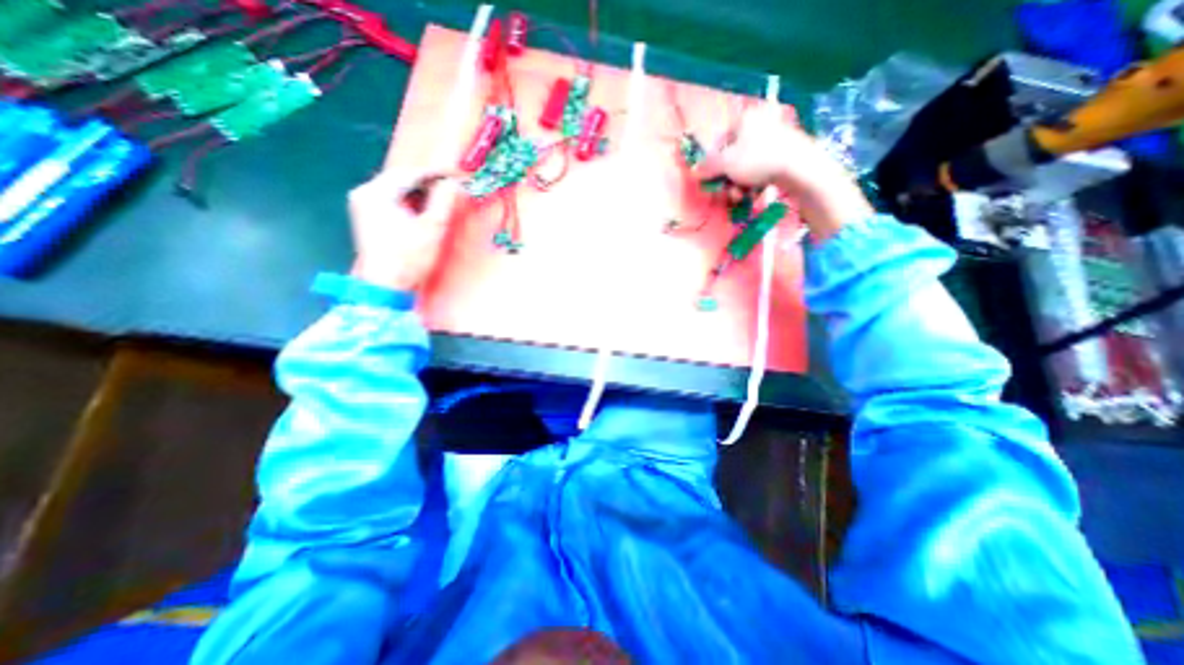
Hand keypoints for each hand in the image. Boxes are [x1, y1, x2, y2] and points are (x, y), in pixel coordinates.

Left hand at [346, 168, 458, 291]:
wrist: (385, 287)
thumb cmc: (408, 258)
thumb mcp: (432, 228)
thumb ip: (443, 201)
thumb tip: (454, 182)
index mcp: (376, 192)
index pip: (411, 173)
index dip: (437, 173)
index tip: (458, 176)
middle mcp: (364, 192)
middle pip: (402, 179)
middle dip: (429, 183)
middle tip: (452, 188)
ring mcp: (363, 205)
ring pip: (398, 190)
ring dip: (421, 193)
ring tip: (442, 199)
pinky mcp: (367, 217)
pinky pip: (392, 200)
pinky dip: (411, 202)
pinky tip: (424, 210)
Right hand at [696, 103, 866, 237]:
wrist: (800, 167)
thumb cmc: (757, 160)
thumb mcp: (726, 164)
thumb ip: (707, 167)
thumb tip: (694, 170)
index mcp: (746, 118)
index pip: (720, 142)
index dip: (713, 164)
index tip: (713, 180)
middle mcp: (761, 122)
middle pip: (735, 155)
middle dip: (729, 178)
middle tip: (730, 192)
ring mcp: (777, 136)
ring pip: (748, 165)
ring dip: (741, 184)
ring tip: (743, 195)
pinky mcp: (788, 151)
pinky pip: (764, 167)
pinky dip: (758, 181)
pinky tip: (758, 193)